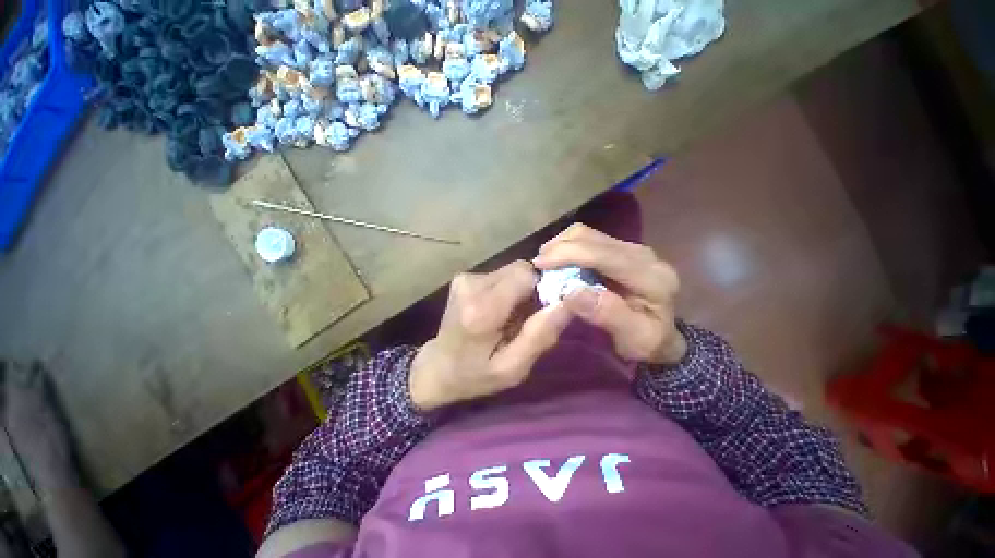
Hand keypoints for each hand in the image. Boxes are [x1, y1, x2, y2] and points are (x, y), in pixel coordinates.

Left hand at [409, 260, 573, 411]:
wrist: (436, 368)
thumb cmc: (475, 375)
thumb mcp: (513, 368)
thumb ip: (540, 335)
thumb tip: (569, 301)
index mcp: (482, 310)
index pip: (526, 275)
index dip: (543, 287)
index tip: (544, 309)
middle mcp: (472, 285)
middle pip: (520, 269)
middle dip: (532, 289)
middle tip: (528, 316)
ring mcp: (465, 278)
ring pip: (511, 271)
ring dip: (520, 290)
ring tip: (512, 316)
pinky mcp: (464, 277)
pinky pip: (500, 275)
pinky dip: (507, 289)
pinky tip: (499, 309)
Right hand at [533, 224, 685, 364]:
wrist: (663, 336)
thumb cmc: (647, 343)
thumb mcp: (633, 340)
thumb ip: (606, 315)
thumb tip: (571, 292)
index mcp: (650, 277)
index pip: (604, 255)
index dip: (569, 254)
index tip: (539, 264)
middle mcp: (642, 255)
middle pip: (593, 238)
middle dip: (559, 248)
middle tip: (537, 266)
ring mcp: (631, 249)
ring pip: (588, 234)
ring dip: (562, 245)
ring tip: (545, 263)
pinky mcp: (621, 250)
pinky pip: (588, 240)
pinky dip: (568, 247)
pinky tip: (558, 261)